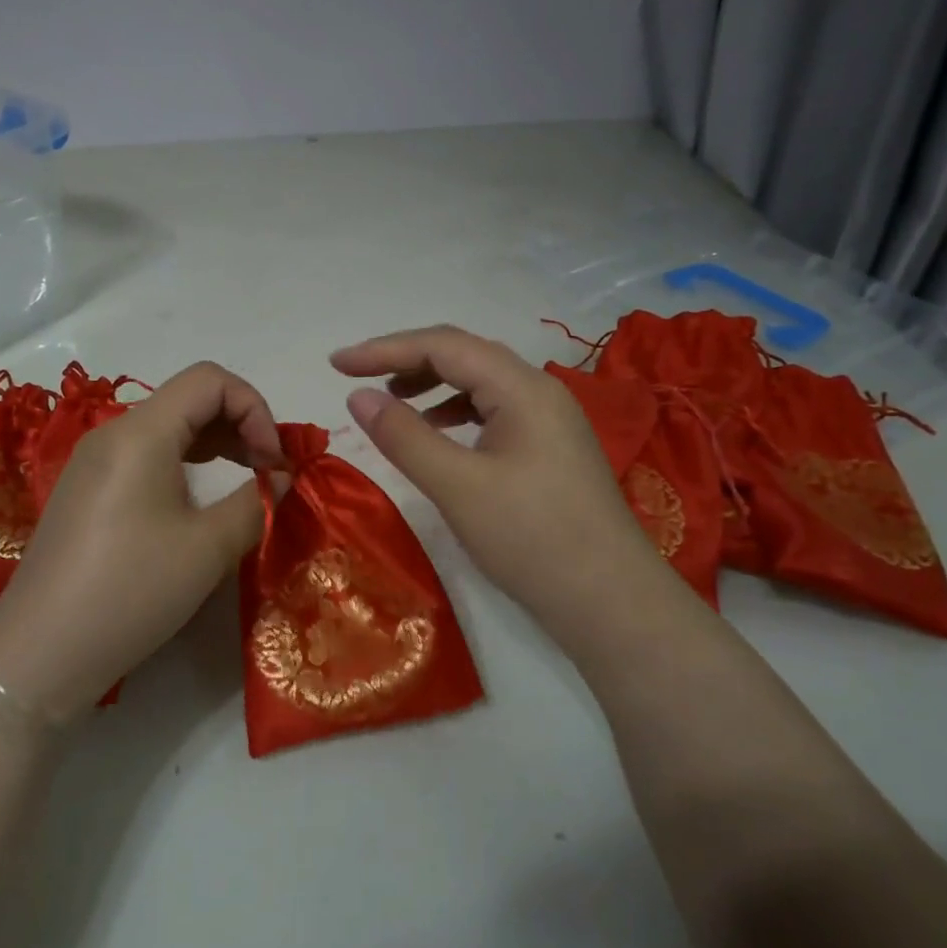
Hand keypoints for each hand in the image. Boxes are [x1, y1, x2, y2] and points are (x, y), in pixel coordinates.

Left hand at [0, 362, 283, 719]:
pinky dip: (186, 462)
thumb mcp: (208, 548)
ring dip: (216, 443)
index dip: (255, 407)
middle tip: (269, 472)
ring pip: (169, 427)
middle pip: (189, 398)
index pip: (210, 380)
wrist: (38, 654)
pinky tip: (201, 498)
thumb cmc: (130, 592)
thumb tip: (281, 477)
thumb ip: (256, 501)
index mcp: (140, 432)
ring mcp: (95, 462)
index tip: (274, 460)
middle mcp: (114, 433)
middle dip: (240, 424)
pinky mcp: (88, 490)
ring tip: (246, 480)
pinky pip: (147, 455)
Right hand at [332, 324, 666, 661]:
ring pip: (479, 382)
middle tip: (357, 376)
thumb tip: (359, 397)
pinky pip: (492, 410)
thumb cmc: (532, 539)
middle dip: (406, 360)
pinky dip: (455, 412)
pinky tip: (437, 432)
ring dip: (431, 384)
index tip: (337, 365)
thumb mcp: (458, 487)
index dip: (384, 349)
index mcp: (521, 387)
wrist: (610, 601)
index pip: (443, 346)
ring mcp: (548, 419)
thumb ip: (405, 436)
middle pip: (463, 355)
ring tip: (391, 401)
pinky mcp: (548, 448)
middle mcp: (538, 391)